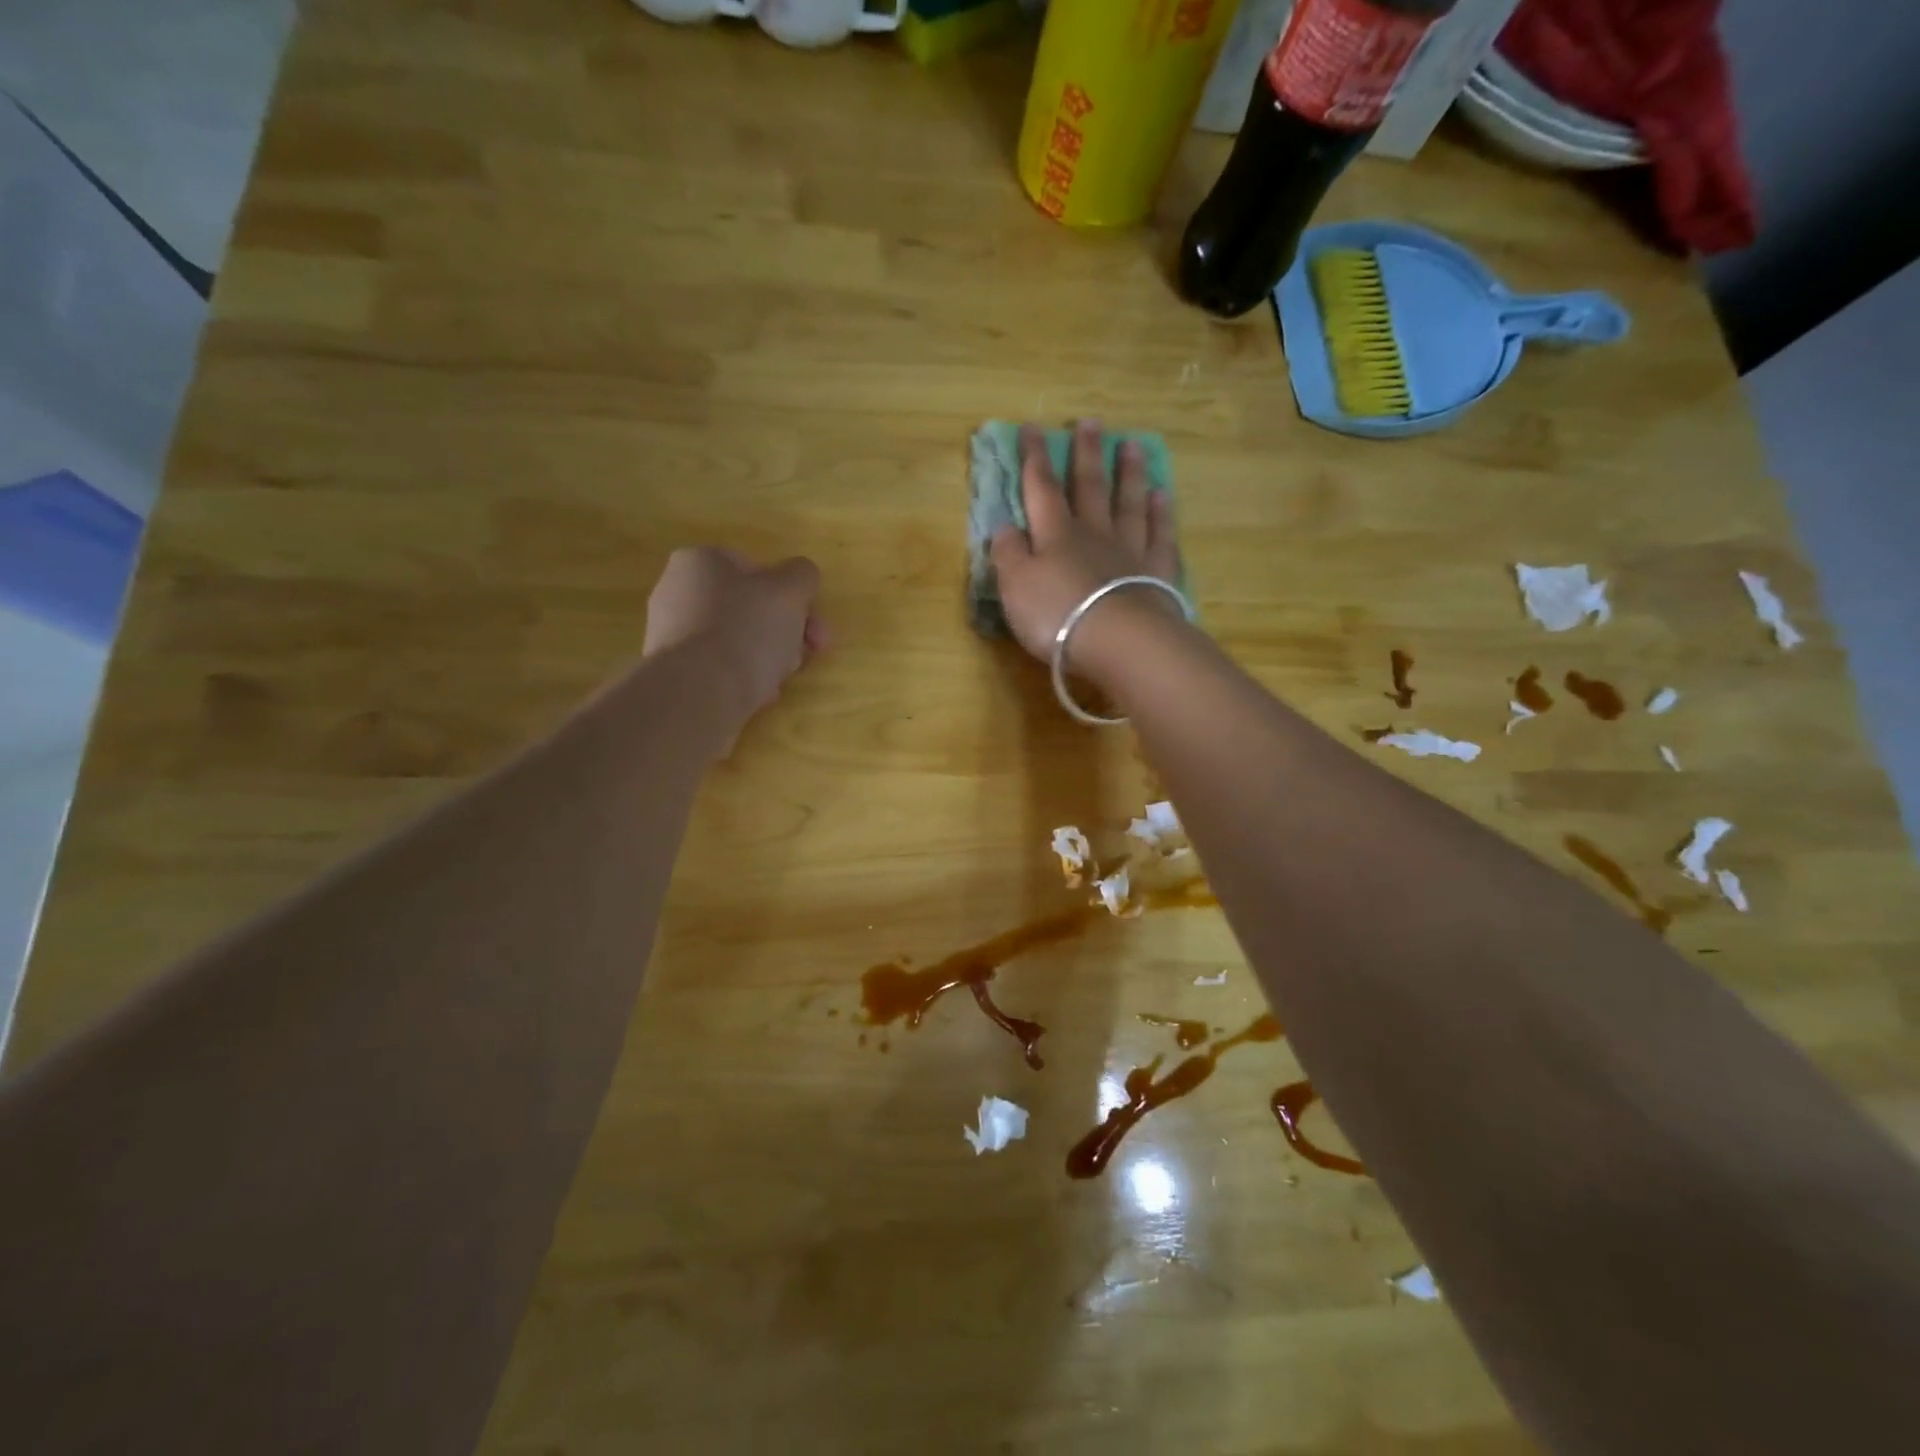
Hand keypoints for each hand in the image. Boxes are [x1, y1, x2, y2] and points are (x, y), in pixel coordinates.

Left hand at [643, 547, 827, 729]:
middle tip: (807, 653)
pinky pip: (721, 668)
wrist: (699, 692)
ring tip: (780, 679)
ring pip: (738, 640)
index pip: (757, 570)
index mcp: (700, 561)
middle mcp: (677, 591)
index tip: (812, 626)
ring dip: (768, 657)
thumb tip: (800, 576)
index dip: (791, 597)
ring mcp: (671, 634)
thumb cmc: (746, 629)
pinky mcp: (674, 672)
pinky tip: (758, 694)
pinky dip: (744, 677)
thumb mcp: (790, 591)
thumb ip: (802, 575)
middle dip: (785, 631)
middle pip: (749, 608)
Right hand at [989, 419, 1183, 664]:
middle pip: (1089, 487)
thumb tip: (1005, 527)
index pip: (1042, 488)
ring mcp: (1130, 551)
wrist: (1119, 642)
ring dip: (1128, 474)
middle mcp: (1094, 534)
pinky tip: (1162, 496)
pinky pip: (1159, 535)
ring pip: (1128, 503)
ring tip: (1130, 445)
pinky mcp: (1158, 573)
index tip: (1032, 427)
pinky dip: (1160, 514)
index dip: (1035, 458)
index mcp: (1056, 535)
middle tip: (1091, 422)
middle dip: (1086, 454)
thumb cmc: (1058, 615)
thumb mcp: (1016, 587)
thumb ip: (1008, 555)